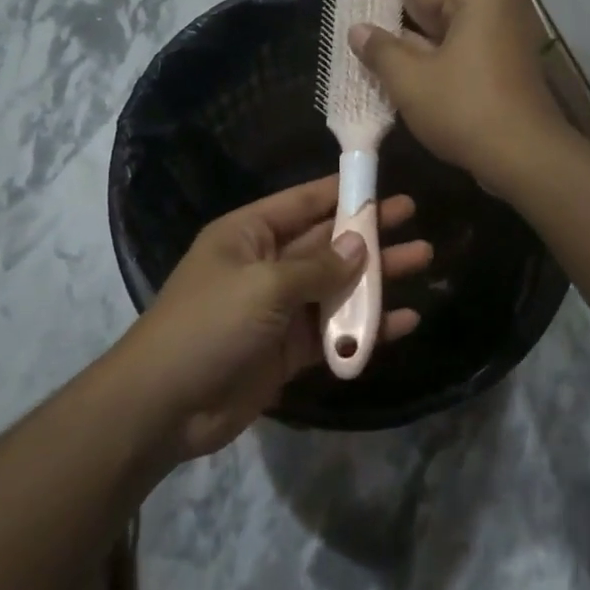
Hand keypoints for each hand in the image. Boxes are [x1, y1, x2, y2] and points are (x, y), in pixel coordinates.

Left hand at [122, 177, 431, 458]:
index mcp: (249, 235)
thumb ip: (318, 267)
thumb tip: (360, 245)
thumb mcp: (264, 286)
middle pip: (327, 242)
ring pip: (337, 285)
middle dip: (369, 231)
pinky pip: (335, 330)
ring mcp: (280, 309)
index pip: (303, 203)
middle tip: (413, 217)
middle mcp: (267, 265)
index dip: (342, 192)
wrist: (165, 406)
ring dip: (378, 276)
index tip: (382, 183)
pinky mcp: (290, 349)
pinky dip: (367, 326)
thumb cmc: (209, 326)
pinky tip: (405, 321)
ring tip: (424, 259)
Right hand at [348, 0, 570, 195]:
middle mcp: (500, 9)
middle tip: (368, 47)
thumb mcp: (410, 80)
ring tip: (385, 67)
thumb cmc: (463, 109)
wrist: (524, 157)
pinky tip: (418, 84)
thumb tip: (357, 28)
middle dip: (405, 29)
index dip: (386, 3)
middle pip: (438, 8)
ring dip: (423, 51)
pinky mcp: (513, 68)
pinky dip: (446, 64)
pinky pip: (469, 55)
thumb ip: (380, 50)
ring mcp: (510, 40)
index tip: (360, 22)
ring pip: (453, 36)